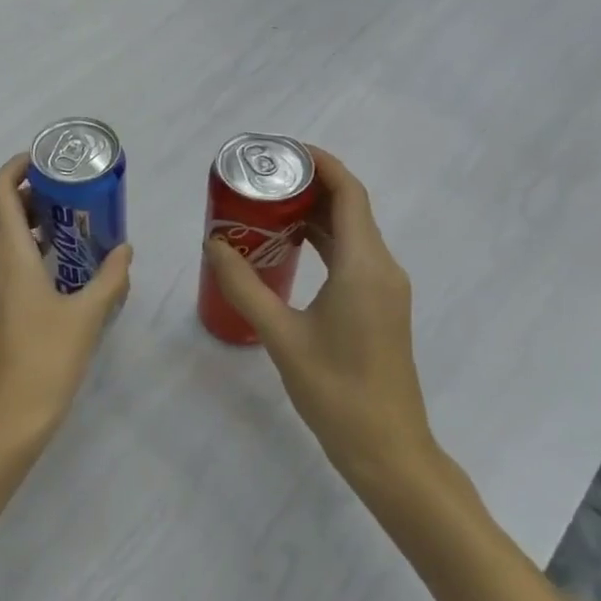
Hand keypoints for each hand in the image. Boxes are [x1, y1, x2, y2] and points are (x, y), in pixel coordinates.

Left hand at [0, 153, 131, 461]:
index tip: (44, 161)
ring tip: (65, 228)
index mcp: (7, 255)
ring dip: (24, 225)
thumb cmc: (45, 362)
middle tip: (66, 195)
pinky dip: (19, 252)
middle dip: (27, 196)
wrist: (3, 421)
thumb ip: (110, 278)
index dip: (16, 167)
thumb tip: (125, 249)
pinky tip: (52, 271)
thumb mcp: (87, 317)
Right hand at [201, 148, 433, 492]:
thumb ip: (244, 286)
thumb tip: (213, 244)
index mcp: (364, 265)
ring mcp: (385, 288)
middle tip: (260, 181)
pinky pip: (352, 255)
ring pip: (351, 232)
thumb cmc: (335, 390)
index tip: (281, 151)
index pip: (349, 193)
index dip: (320, 163)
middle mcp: (381, 267)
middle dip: (308, 185)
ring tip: (265, 208)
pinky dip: (321, 241)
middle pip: (350, 207)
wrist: (387, 448)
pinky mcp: (380, 306)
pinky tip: (286, 249)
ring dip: (313, 214)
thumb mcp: (280, 335)